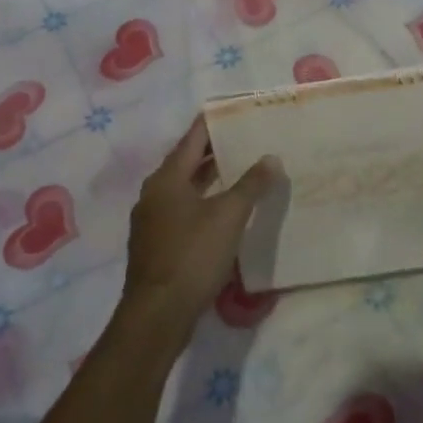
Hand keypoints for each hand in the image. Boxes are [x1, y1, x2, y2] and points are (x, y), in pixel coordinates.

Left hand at [119, 118, 279, 342]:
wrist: (158, 315)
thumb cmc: (192, 255)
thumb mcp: (228, 216)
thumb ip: (250, 185)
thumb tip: (270, 157)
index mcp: (167, 179)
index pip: (192, 138)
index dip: (212, 122)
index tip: (234, 108)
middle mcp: (154, 193)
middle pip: (187, 162)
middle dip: (214, 150)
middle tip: (246, 137)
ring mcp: (152, 220)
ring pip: (185, 188)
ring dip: (210, 178)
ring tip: (242, 169)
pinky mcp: (157, 244)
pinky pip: (183, 210)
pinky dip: (204, 201)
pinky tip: (225, 210)